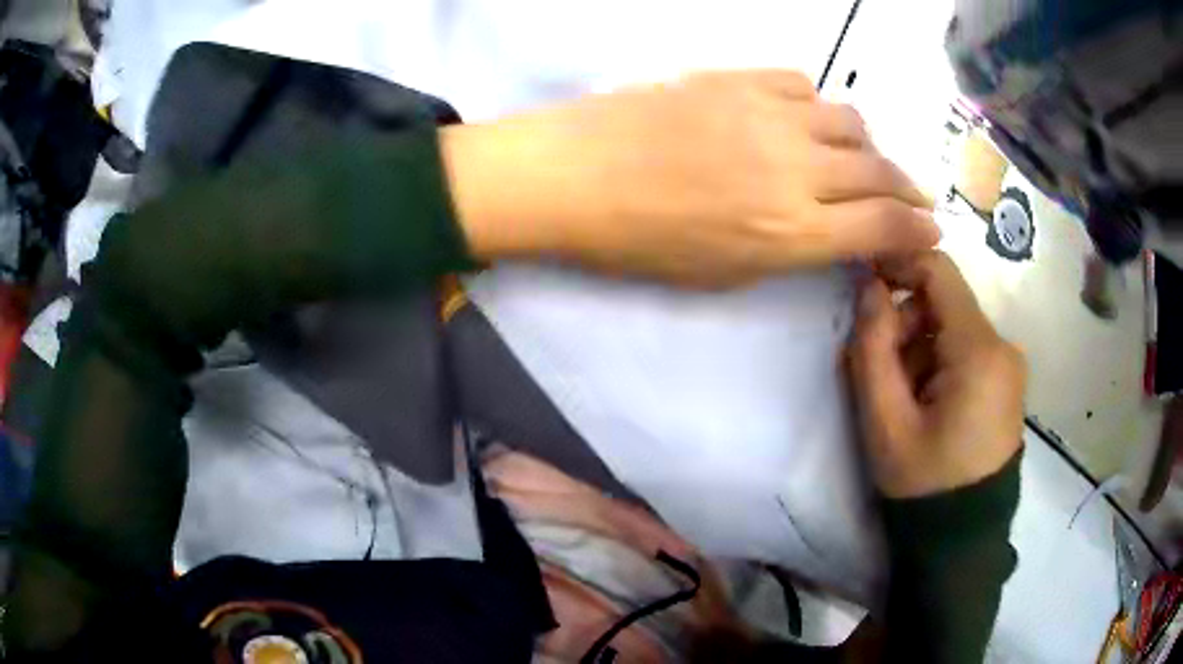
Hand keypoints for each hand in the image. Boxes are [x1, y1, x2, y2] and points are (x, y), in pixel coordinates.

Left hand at [443, 70, 938, 286]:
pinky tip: (809, 121)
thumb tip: (836, 232)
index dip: (917, 229)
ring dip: (868, 146)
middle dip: (907, 188)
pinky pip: (803, 85)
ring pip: (850, 122)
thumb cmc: (640, 242)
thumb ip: (793, 249)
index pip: (882, 225)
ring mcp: (769, 114)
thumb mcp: (725, 273)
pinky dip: (819, 107)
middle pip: (878, 170)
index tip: (933, 230)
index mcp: (791, 231)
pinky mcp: (739, 79)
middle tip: (915, 197)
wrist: (573, 175)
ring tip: (862, 160)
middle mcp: (796, 168)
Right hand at [847, 251, 1024, 497]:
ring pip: (954, 327)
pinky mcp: (1006, 382)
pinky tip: (924, 403)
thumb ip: (872, 347)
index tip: (863, 278)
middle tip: (877, 368)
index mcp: (980, 351)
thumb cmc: (924, 483)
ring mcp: (1009, 365)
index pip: (938, 271)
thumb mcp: (886, 421)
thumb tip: (868, 285)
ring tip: (900, 396)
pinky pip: (967, 350)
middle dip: (905, 322)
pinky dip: (938, 362)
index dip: (897, 262)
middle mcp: (1003, 347)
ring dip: (919, 347)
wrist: (963, 539)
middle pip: (945, 302)